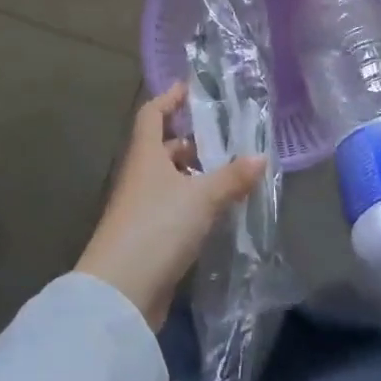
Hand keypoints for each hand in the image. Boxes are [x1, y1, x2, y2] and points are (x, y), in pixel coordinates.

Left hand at [76, 84, 263, 328]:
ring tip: (228, 172)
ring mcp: (141, 209)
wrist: (119, 293)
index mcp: (145, 155)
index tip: (189, 88)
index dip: (169, 99)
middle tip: (223, 135)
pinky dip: (192, 203)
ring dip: (193, 174)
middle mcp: (140, 176)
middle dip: (190, 140)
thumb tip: (261, 156)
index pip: (152, 114)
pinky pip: (172, 208)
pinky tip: (216, 210)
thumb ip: (232, 177)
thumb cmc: (157, 227)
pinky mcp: (147, 238)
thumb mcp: (201, 198)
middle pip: (162, 148)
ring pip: (169, 180)